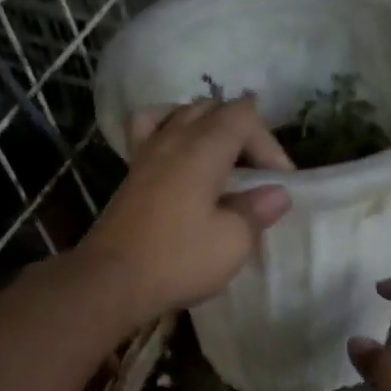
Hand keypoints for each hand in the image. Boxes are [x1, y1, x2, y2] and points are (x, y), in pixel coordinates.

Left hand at [78, 95, 293, 325]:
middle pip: (215, 109)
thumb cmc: (178, 260)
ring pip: (183, 114)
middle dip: (244, 135)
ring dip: (210, 129)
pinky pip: (151, 128)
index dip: (269, 143)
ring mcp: (147, 151)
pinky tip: (178, 150)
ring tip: (224, 163)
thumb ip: (257, 212)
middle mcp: (174, 138)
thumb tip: (277, 194)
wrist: (112, 281)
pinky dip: (170, 127)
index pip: (244, 115)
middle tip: (257, 176)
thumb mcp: (233, 242)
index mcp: (204, 148)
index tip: (278, 182)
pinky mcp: (132, 171)